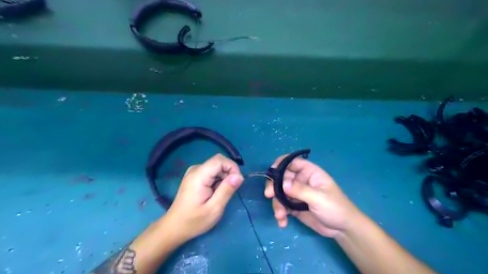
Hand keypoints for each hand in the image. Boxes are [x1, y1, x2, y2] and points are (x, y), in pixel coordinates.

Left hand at [165, 154, 243, 241]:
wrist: (174, 227)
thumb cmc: (194, 221)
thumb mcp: (215, 208)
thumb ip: (227, 190)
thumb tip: (240, 176)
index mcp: (199, 175)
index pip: (220, 160)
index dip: (232, 167)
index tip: (237, 182)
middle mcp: (195, 169)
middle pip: (219, 162)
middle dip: (229, 173)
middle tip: (230, 190)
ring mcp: (194, 172)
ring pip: (216, 166)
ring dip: (224, 177)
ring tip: (221, 194)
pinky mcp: (195, 176)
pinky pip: (211, 171)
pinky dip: (218, 179)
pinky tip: (215, 192)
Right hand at [266, 155, 359, 237]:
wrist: (343, 229)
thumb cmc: (335, 208)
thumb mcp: (318, 198)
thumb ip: (300, 190)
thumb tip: (282, 183)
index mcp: (309, 172)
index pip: (292, 162)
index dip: (280, 164)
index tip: (271, 172)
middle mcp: (301, 181)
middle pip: (281, 177)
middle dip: (274, 186)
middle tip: (268, 195)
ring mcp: (297, 194)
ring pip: (280, 193)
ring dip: (277, 203)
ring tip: (280, 215)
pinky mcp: (294, 206)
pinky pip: (282, 206)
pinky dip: (280, 213)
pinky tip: (283, 222)